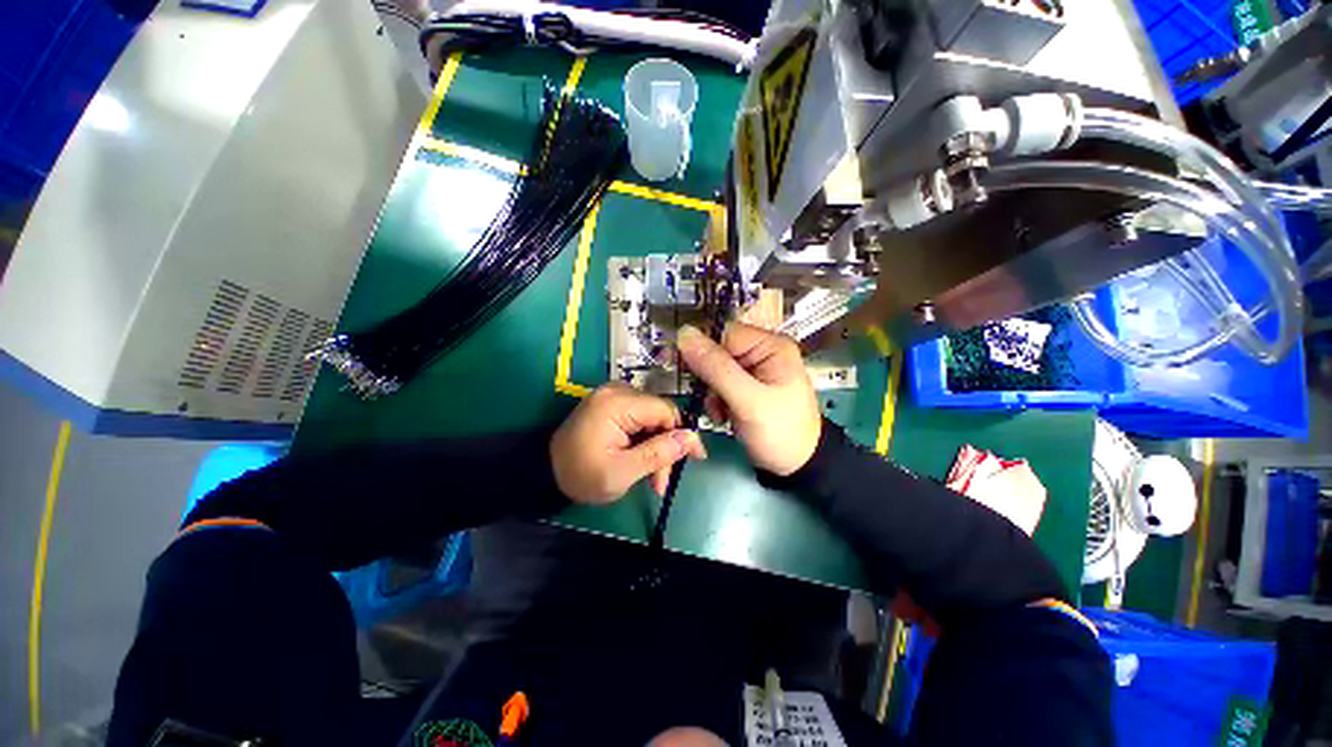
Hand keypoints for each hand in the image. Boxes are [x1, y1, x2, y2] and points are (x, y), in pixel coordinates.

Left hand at [551, 384, 706, 504]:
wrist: (545, 471)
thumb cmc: (580, 475)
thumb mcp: (621, 473)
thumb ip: (658, 454)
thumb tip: (692, 440)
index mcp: (617, 403)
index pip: (665, 411)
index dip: (683, 435)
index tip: (695, 459)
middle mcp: (617, 390)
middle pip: (659, 414)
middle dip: (665, 447)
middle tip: (661, 481)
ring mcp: (613, 395)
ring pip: (652, 417)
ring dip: (656, 445)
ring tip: (651, 476)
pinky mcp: (611, 402)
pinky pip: (639, 417)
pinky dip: (644, 439)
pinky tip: (641, 459)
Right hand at [676, 323, 820, 475]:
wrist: (796, 466)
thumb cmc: (780, 431)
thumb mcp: (747, 400)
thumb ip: (716, 368)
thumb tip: (684, 333)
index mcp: (770, 346)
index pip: (724, 333)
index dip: (703, 349)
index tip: (690, 371)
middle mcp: (761, 353)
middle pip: (717, 351)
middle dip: (708, 377)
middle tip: (711, 398)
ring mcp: (753, 371)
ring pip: (714, 370)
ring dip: (710, 392)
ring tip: (720, 412)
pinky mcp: (745, 388)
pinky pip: (718, 385)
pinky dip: (715, 400)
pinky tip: (722, 416)